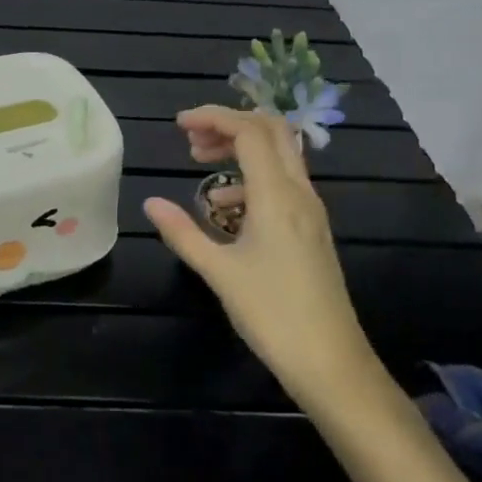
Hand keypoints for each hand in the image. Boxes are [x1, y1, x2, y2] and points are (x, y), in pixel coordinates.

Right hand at [144, 107, 380, 403]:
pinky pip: (283, 180)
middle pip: (271, 130)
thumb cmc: (272, 315)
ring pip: (280, 153)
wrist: (332, 363)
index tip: (179, 125)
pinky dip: (252, 176)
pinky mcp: (312, 227)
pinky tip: (225, 207)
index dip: (213, 117)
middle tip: (192, 139)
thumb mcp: (219, 272)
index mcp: (277, 196)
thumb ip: (183, 232)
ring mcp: (310, 210)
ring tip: (202, 165)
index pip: (249, 131)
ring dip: (241, 147)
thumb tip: (150, 203)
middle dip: (229, 124)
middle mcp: (299, 193)